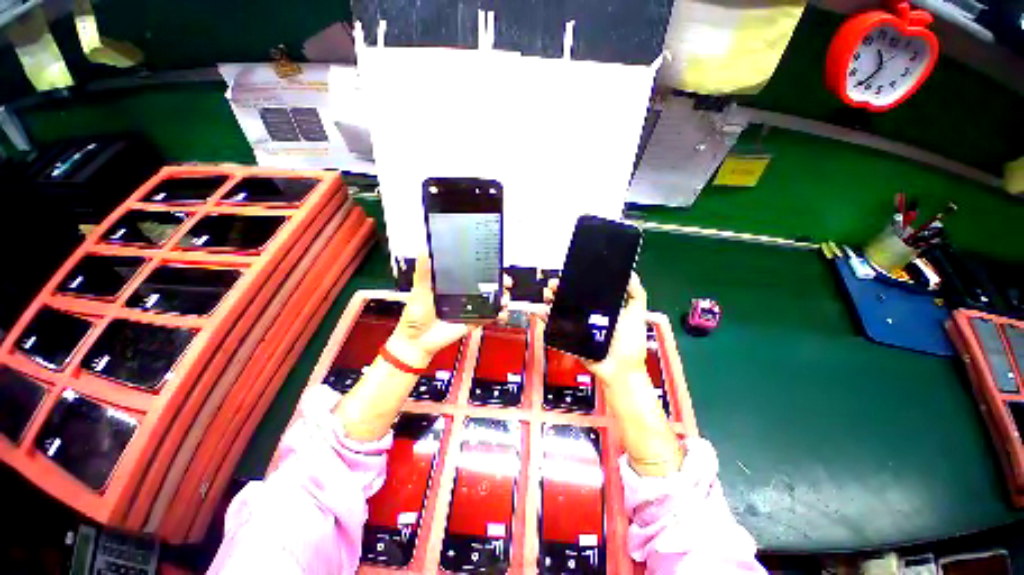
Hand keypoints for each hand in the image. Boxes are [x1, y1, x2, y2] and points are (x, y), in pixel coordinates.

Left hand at [388, 254, 510, 367]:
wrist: (417, 341)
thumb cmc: (415, 316)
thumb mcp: (419, 290)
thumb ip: (423, 272)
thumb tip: (423, 250)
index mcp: (453, 284)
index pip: (473, 273)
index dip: (485, 268)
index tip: (494, 264)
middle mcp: (464, 295)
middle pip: (487, 286)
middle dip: (500, 282)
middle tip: (505, 281)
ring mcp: (470, 309)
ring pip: (492, 300)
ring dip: (503, 298)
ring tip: (504, 298)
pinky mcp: (473, 321)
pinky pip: (489, 317)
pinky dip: (499, 315)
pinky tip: (501, 312)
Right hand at [542, 273, 682, 475]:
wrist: (618, 370)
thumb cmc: (630, 345)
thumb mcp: (636, 315)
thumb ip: (636, 294)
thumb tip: (630, 274)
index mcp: (602, 307)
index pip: (586, 290)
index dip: (577, 281)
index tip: (571, 274)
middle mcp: (587, 315)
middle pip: (570, 297)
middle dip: (560, 288)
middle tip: (556, 284)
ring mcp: (576, 326)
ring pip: (559, 308)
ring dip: (551, 299)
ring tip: (548, 294)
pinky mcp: (568, 337)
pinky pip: (554, 325)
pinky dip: (545, 317)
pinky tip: (541, 309)